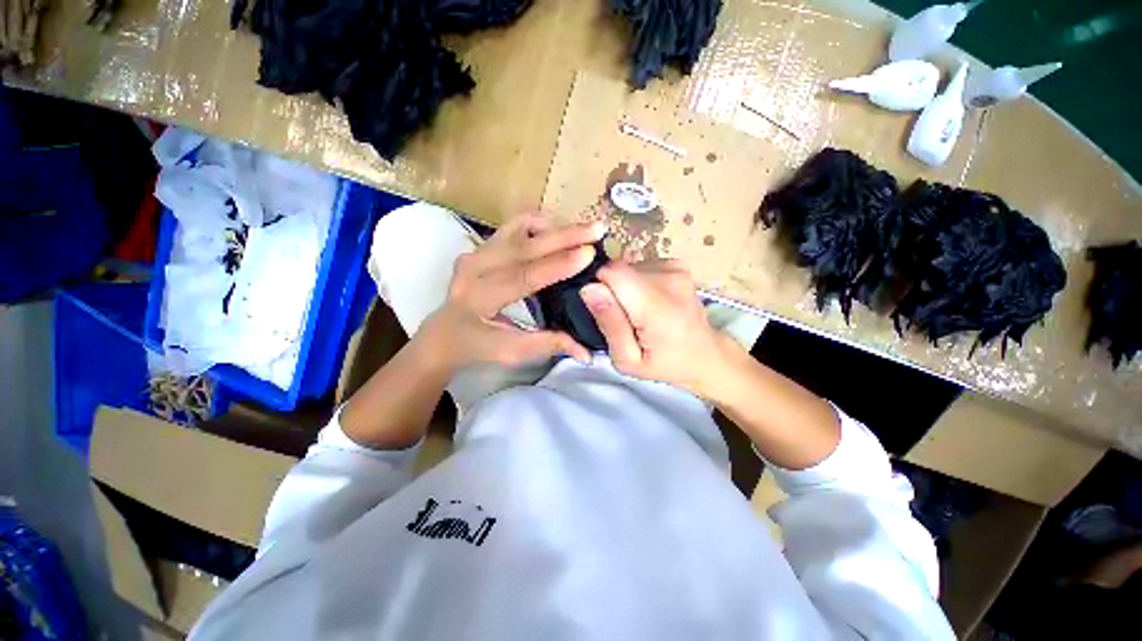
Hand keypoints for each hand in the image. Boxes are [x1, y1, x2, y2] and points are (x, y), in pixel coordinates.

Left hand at [416, 213, 602, 375]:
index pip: (522, 277)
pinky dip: (539, 224)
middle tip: (598, 229)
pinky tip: (559, 231)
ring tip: (584, 230)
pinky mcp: (482, 245)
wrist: (444, 334)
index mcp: (478, 297)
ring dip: (554, 227)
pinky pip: (514, 226)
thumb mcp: (511, 352)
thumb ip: (548, 346)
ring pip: (518, 228)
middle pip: (523, 245)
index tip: (589, 254)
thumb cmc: (476, 346)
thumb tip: (587, 351)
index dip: (557, 265)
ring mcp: (476, 251)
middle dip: (564, 236)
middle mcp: (474, 268)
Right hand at [579, 260, 733, 396]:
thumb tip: (589, 288)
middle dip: (611, 290)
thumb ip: (610, 324)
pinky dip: (637, 282)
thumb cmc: (664, 363)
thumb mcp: (627, 359)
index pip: (612, 272)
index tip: (605, 310)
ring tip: (639, 312)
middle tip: (624, 318)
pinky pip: (640, 265)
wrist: (705, 354)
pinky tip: (648, 301)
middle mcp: (669, 278)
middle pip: (618, 269)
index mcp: (657, 307)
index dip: (599, 287)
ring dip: (624, 287)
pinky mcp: (677, 263)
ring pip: (627, 266)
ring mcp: (676, 268)